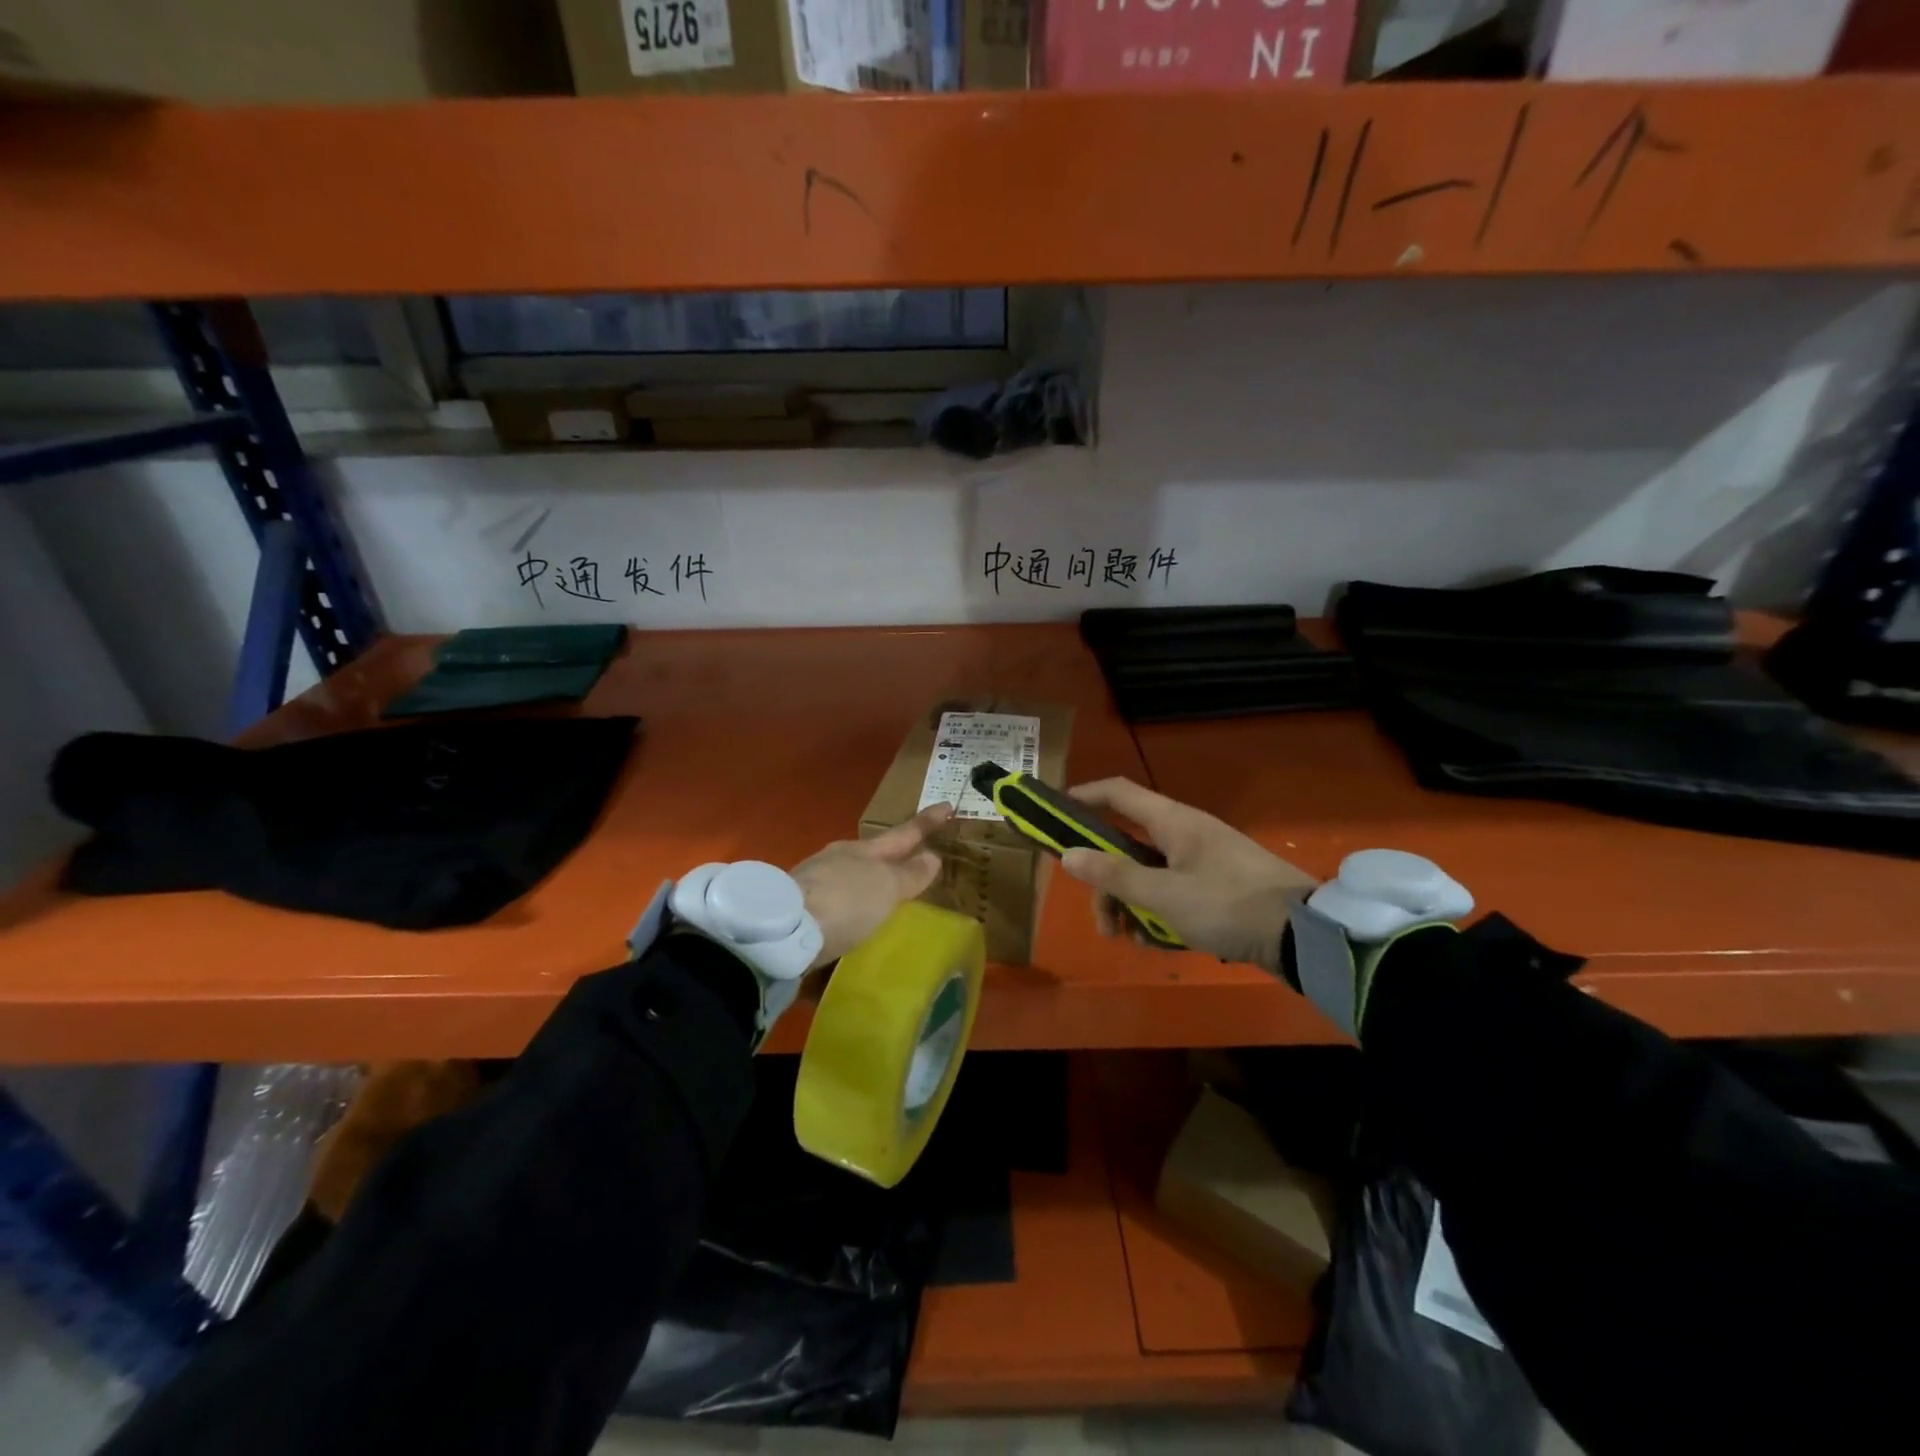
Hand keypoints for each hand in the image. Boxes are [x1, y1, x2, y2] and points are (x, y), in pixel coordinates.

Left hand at [792, 802, 953, 969]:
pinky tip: (849, 929)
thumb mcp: (885, 888)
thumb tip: (932, 855)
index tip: (947, 805)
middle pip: (871, 855)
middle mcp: (837, 860)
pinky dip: (846, 912)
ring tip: (882, 906)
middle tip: (911, 866)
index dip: (927, 822)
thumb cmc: (844, 902)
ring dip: (866, 888)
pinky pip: (832, 905)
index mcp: (863, 850)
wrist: (782, 931)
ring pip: (848, 879)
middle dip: (891, 858)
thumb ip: (909, 874)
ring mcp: (814, 883)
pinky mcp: (797, 910)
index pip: (904, 834)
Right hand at [1058, 779, 1316, 971]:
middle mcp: (1184, 833)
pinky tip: (1159, 943)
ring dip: (1131, 904)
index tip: (1052, 814)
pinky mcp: (1216, 886)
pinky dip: (1158, 913)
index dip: (1082, 797)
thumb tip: (1067, 855)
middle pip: (1126, 846)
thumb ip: (1113, 876)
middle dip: (1106, 882)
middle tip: (1101, 920)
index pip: (1117, 793)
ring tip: (1131, 940)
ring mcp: (1201, 859)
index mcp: (1172, 821)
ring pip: (1147, 874)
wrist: (1304, 936)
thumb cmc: (1228, 906)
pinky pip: (1171, 892)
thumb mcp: (1164, 896)